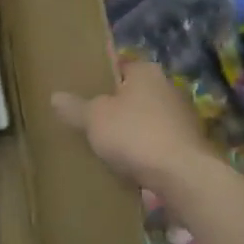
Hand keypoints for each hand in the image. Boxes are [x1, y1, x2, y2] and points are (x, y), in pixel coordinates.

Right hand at [52, 60, 212, 192]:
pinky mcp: (188, 148)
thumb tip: (56, 96)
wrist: (182, 177)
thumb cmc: (134, 134)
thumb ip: (74, 107)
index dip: (101, 78)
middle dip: (115, 108)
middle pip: (134, 95)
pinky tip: (126, 166)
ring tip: (104, 146)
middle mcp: (169, 89)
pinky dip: (143, 153)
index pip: (120, 66)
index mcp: (146, 72)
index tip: (83, 91)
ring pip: (146, 121)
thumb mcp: (93, 118)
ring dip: (130, 132)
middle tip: (89, 119)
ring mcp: (182, 120)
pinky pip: (156, 145)